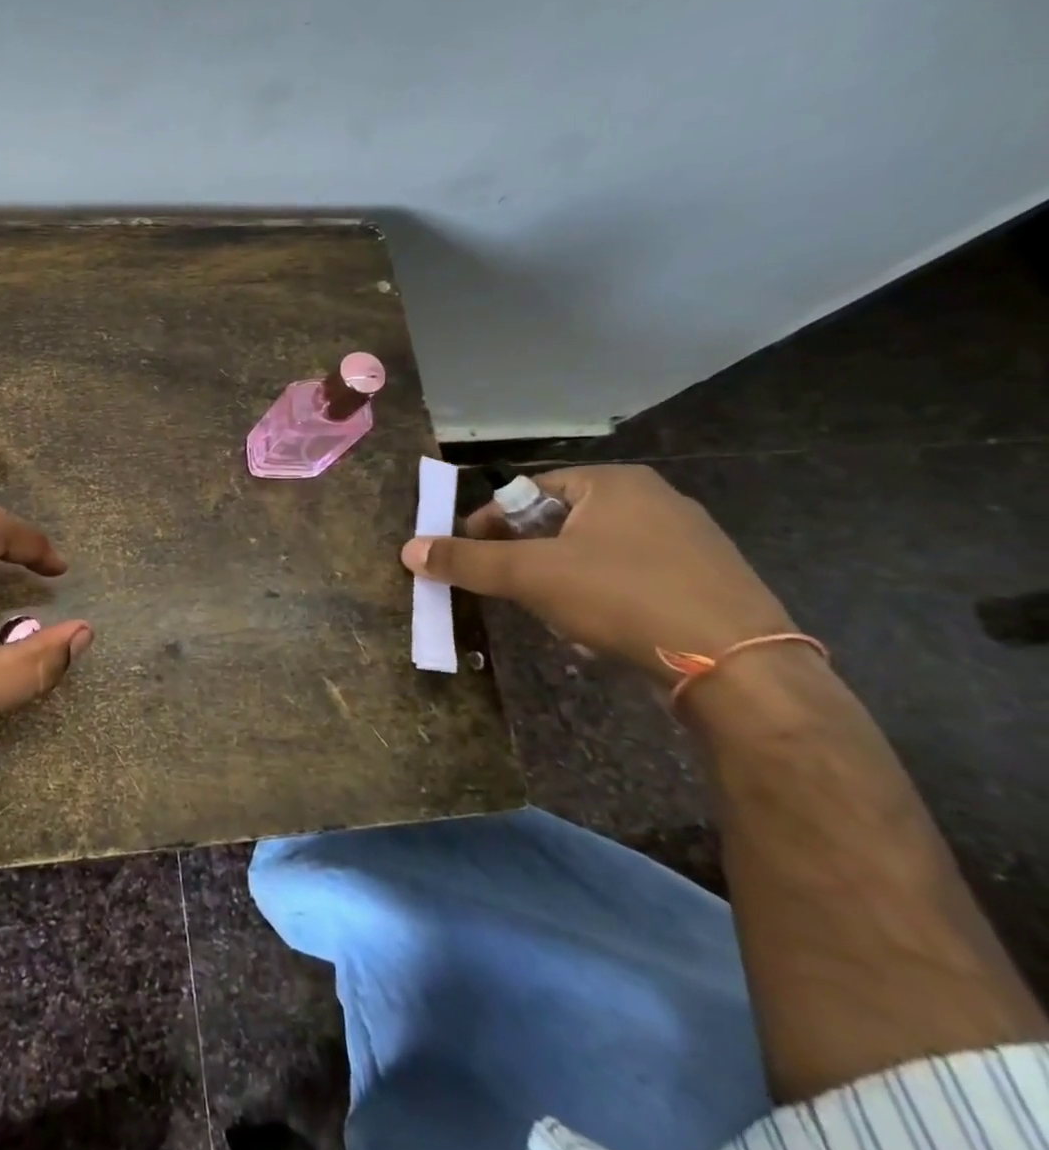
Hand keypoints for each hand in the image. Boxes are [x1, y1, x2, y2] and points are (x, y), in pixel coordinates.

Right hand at [400, 464, 792, 695]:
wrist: (741, 666)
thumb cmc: (624, 597)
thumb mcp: (531, 576)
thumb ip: (466, 561)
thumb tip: (409, 550)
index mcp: (613, 482)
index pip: (528, 489)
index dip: (490, 523)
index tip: (472, 558)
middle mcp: (655, 499)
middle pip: (561, 522)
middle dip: (528, 557)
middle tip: (512, 590)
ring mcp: (690, 540)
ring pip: (595, 553)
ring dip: (562, 580)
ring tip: (555, 617)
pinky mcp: (710, 580)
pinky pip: (634, 578)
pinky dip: (604, 597)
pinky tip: (601, 632)